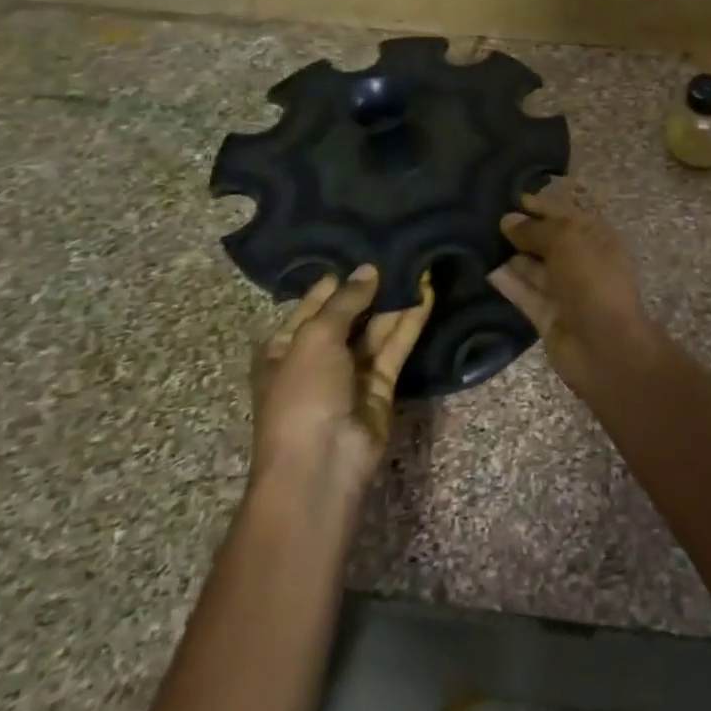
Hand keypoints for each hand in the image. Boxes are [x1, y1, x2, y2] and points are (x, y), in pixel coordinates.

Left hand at [250, 265, 432, 504]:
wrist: (322, 462)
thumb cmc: (302, 395)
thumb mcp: (315, 338)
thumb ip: (345, 301)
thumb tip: (369, 269)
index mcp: (284, 347)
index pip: (312, 304)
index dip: (337, 280)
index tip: (365, 247)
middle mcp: (318, 357)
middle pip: (348, 315)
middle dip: (371, 288)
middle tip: (400, 251)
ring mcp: (351, 372)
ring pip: (376, 329)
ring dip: (395, 301)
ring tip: (418, 265)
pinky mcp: (381, 384)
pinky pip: (396, 346)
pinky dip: (410, 321)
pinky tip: (426, 293)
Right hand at [487, 191, 656, 384]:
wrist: (606, 346)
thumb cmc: (593, 281)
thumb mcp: (567, 242)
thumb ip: (536, 230)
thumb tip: (509, 220)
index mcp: (597, 238)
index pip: (567, 214)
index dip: (543, 205)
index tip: (514, 197)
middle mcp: (582, 262)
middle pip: (549, 241)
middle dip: (524, 230)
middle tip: (487, 217)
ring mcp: (566, 291)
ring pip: (535, 268)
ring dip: (512, 255)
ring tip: (479, 239)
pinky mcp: (548, 317)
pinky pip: (526, 294)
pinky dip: (508, 283)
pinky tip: (486, 269)